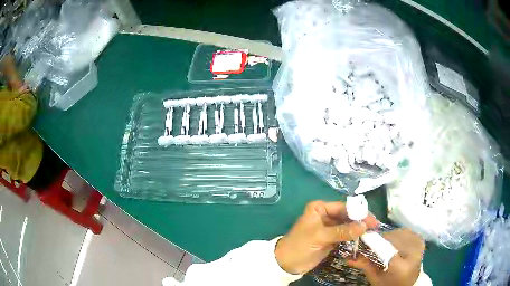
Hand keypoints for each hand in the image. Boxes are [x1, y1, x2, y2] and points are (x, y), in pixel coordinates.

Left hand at [275, 200, 378, 274]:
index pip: (343, 207)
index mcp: (320, 208)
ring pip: (348, 225)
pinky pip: (346, 235)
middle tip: (375, 227)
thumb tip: (364, 226)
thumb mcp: (320, 236)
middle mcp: (326, 215)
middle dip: (361, 221)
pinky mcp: (331, 238)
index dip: (358, 213)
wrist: (286, 263)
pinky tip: (363, 239)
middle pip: (347, 216)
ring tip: (373, 233)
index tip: (372, 220)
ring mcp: (329, 227)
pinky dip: (354, 237)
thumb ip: (342, 231)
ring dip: (359, 229)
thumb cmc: (299, 245)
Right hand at [347, 228, 424, 285]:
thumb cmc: (390, 284)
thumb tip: (349, 257)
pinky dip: (396, 235)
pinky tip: (393, 243)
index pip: (386, 251)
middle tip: (371, 246)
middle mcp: (413, 254)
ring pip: (398, 233)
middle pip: (393, 239)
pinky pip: (405, 231)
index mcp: (401, 268)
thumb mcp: (376, 279)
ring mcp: (419, 245)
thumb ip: (365, 265)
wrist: (410, 283)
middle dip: (380, 241)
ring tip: (383, 246)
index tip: (362, 240)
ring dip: (388, 237)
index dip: (373, 244)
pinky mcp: (420, 240)